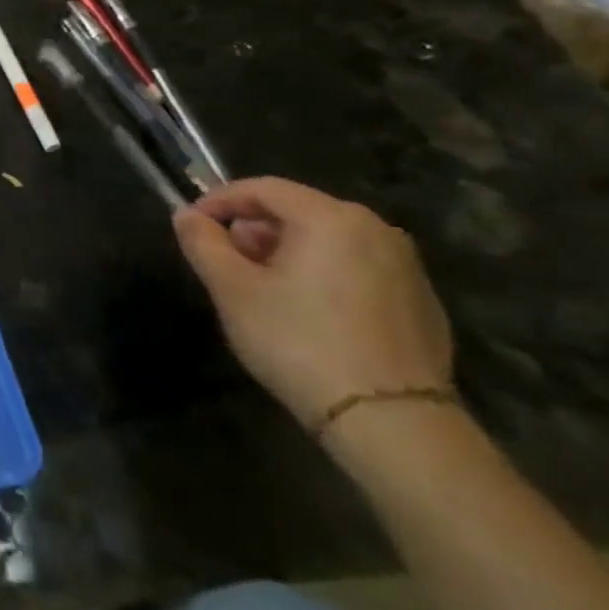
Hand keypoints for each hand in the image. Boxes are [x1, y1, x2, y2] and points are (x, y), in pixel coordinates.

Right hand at [171, 177, 453, 431]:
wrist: (390, 421)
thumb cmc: (298, 341)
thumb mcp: (232, 289)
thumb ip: (203, 243)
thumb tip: (187, 215)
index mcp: (331, 218)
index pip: (263, 188)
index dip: (219, 200)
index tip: (192, 225)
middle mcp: (377, 230)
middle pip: (298, 212)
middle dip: (253, 230)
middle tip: (224, 262)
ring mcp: (406, 267)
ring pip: (328, 241)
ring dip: (286, 253)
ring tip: (260, 290)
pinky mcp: (421, 303)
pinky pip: (356, 269)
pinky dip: (321, 275)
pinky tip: (305, 314)